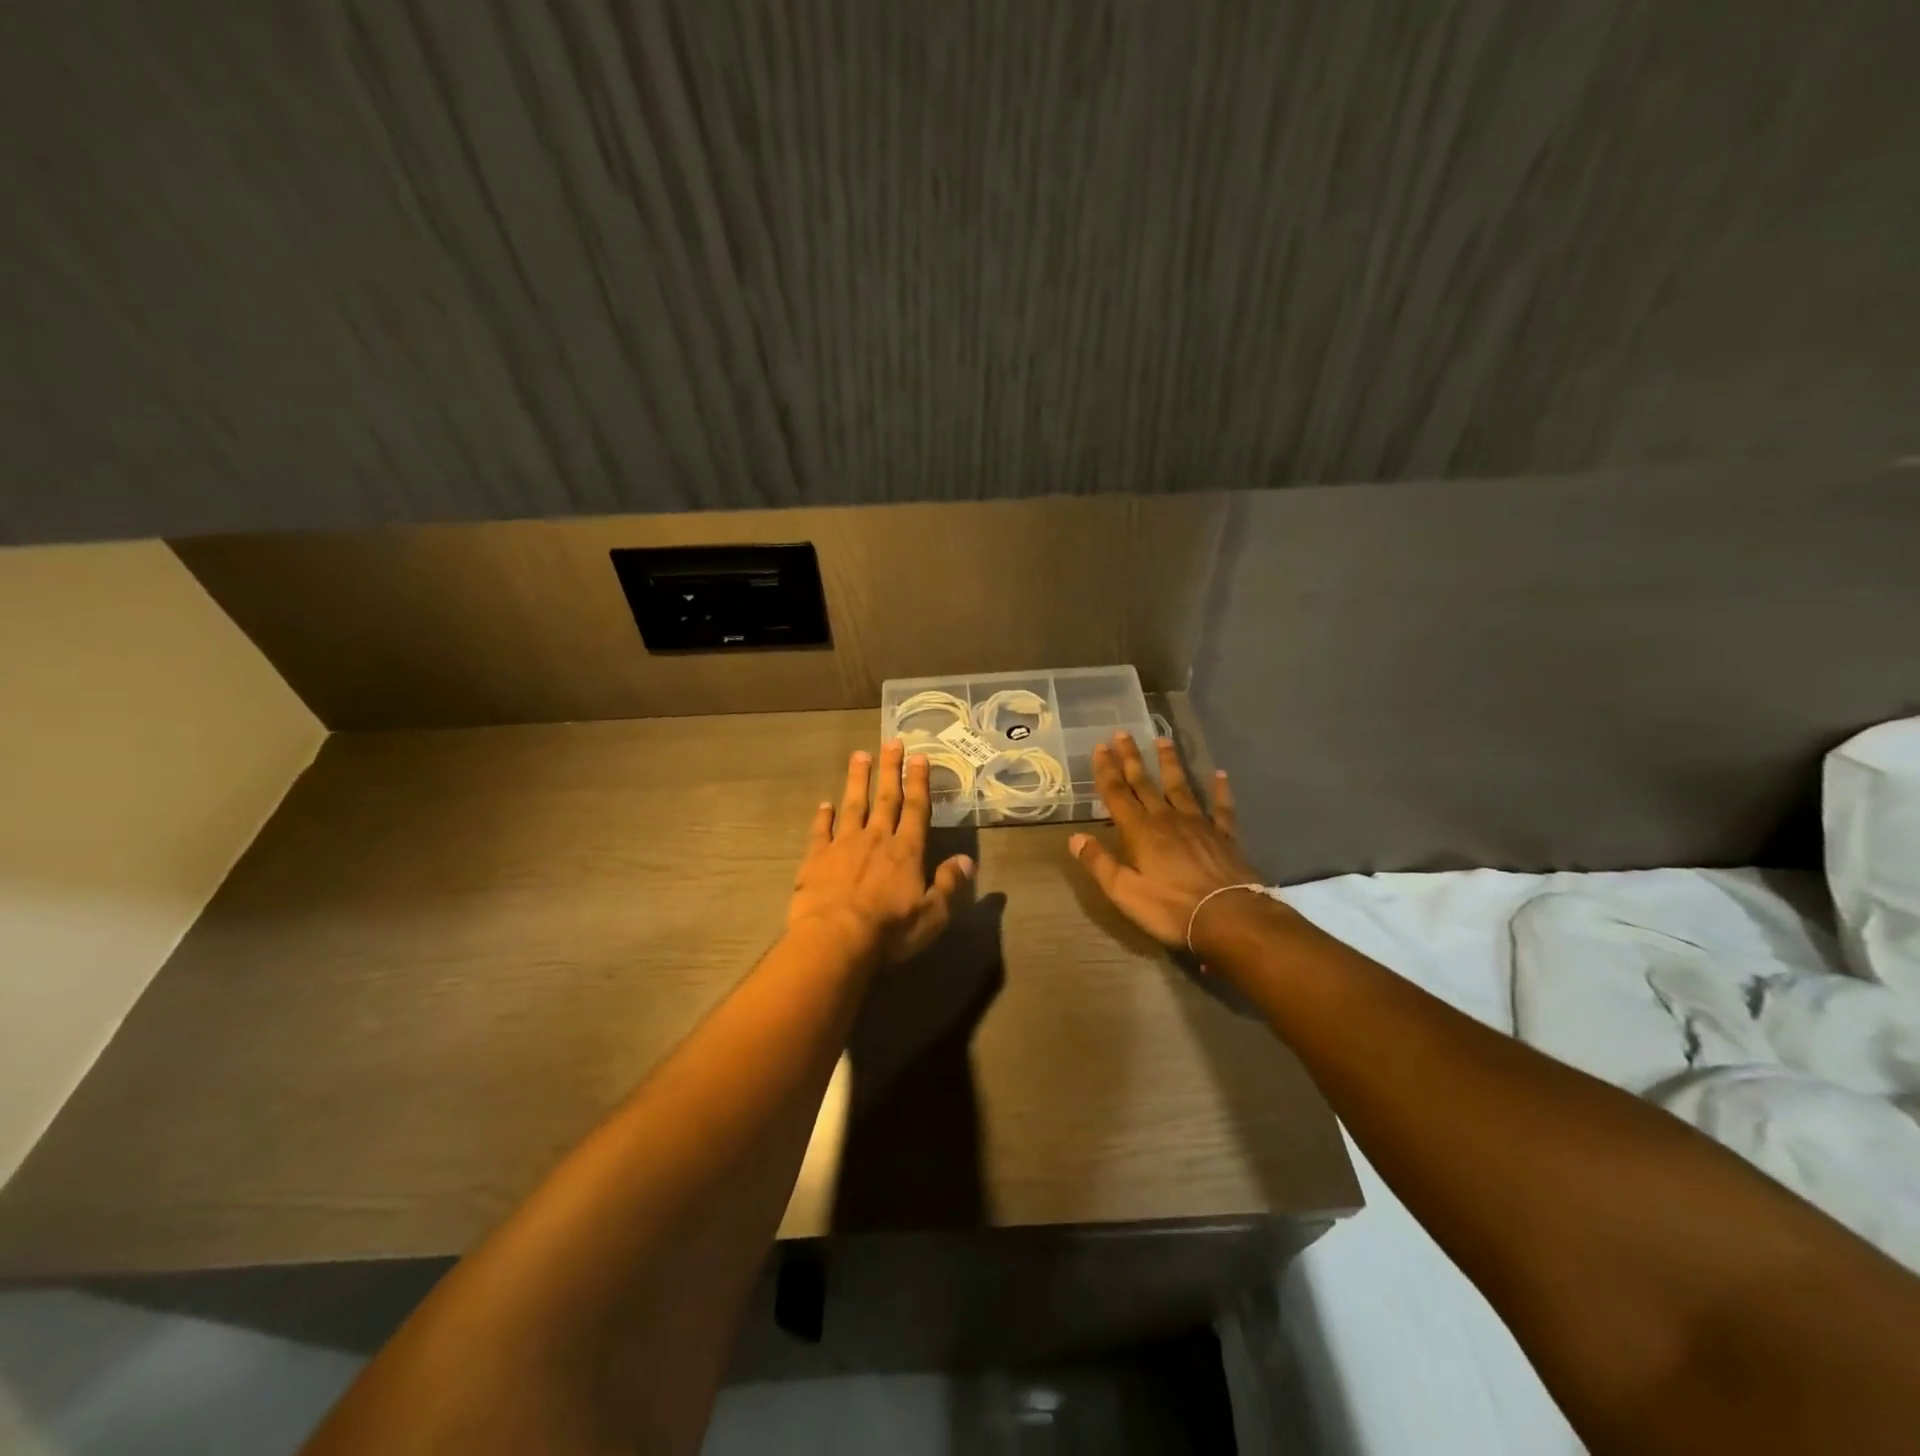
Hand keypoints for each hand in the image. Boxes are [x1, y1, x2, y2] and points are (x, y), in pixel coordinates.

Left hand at [788, 741, 974, 963]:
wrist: (835, 939)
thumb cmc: (889, 931)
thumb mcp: (931, 915)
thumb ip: (948, 885)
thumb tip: (967, 861)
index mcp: (906, 851)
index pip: (916, 809)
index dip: (919, 782)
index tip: (919, 757)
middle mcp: (877, 839)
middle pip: (886, 798)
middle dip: (890, 769)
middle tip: (892, 741)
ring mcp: (843, 845)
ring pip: (853, 805)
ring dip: (857, 780)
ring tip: (859, 755)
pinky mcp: (817, 858)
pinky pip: (821, 831)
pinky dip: (823, 816)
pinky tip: (824, 804)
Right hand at [1068, 732, 1266, 947]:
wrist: (1229, 917)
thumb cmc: (1171, 908)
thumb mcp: (1125, 892)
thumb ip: (1099, 863)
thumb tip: (1075, 838)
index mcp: (1140, 831)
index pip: (1117, 794)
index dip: (1106, 770)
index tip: (1100, 747)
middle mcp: (1167, 819)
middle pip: (1144, 784)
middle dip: (1131, 759)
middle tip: (1122, 733)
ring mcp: (1198, 824)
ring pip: (1180, 786)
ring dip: (1169, 763)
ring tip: (1163, 740)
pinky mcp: (1225, 836)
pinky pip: (1221, 808)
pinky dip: (1220, 790)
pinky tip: (1221, 775)